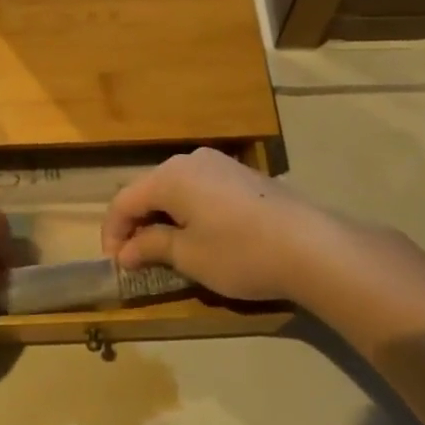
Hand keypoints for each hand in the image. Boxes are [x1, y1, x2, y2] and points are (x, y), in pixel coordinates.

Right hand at [101, 147, 338, 302]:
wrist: (312, 246)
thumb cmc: (240, 252)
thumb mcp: (189, 256)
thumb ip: (151, 247)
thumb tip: (126, 252)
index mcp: (169, 176)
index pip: (124, 201)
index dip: (113, 232)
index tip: (114, 264)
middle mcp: (190, 160)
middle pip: (149, 190)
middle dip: (137, 223)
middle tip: (134, 258)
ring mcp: (219, 163)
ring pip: (175, 188)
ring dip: (163, 217)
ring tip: (164, 249)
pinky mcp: (242, 174)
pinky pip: (200, 188)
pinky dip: (188, 210)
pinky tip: (197, 235)